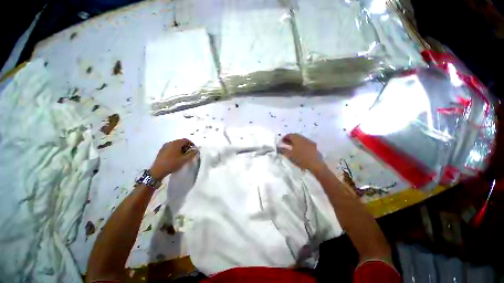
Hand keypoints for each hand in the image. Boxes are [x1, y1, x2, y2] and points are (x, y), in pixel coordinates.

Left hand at [149, 139, 196, 179]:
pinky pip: (171, 147)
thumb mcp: (184, 160)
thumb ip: (191, 154)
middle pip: (180, 141)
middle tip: (189, 153)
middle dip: (186, 146)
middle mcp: (170, 143)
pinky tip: (176, 157)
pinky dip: (175, 150)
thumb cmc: (172, 164)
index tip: (193, 149)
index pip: (186, 140)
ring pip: (175, 145)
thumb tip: (196, 150)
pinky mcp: (161, 150)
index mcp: (176, 143)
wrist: (158, 170)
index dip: (191, 144)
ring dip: (180, 148)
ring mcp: (164, 146)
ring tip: (183, 155)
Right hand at [279, 134, 324, 171]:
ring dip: (295, 141)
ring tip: (292, 147)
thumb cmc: (301, 159)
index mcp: (297, 139)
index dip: (284, 137)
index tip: (281, 142)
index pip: (289, 135)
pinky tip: (299, 150)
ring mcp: (309, 142)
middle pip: (295, 136)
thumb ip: (283, 150)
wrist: (316, 164)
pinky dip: (300, 144)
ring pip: (301, 139)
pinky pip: (305, 142)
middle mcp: (304, 138)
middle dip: (290, 139)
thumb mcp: (290, 155)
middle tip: (285, 143)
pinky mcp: (313, 146)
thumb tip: (279, 147)